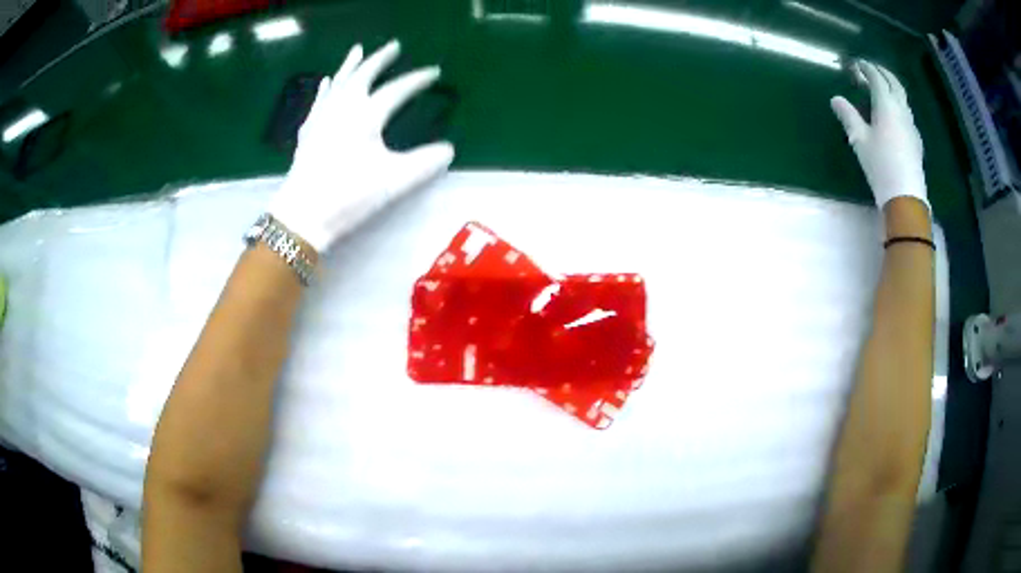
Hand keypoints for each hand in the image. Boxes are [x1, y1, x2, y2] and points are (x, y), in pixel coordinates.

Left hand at [270, 40, 454, 252]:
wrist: (303, 215)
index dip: (416, 80)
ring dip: (350, 65)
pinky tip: (326, 82)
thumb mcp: (393, 182)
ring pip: (338, 82)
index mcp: (366, 115)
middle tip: (393, 46)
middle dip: (380, 59)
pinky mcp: (308, 131)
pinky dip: (326, 88)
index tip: (433, 73)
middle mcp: (343, 108)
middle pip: (364, 75)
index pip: (397, 90)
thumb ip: (424, 163)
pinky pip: (319, 100)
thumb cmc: (349, 196)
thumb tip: (448, 150)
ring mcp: (322, 117)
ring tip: (358, 50)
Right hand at [830, 61, 926, 209]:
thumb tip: (836, 99)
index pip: (876, 78)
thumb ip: (848, 116)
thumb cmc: (880, 165)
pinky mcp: (916, 139)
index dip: (866, 68)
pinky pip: (906, 111)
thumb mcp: (859, 140)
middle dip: (881, 72)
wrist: (905, 196)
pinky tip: (893, 112)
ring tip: (882, 88)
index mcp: (886, 105)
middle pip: (893, 82)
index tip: (856, 64)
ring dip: (891, 86)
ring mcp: (911, 124)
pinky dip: (898, 102)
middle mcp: (901, 109)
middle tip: (870, 69)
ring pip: (902, 96)